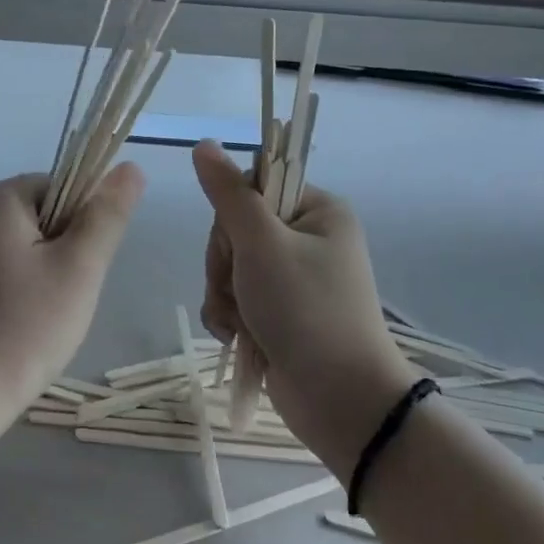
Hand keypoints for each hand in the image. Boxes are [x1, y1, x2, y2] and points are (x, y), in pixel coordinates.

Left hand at [0, 166, 143, 431]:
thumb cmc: (23, 330)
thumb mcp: (79, 269)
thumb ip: (107, 214)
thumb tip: (130, 167)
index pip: (60, 187)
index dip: (82, 226)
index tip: (80, 271)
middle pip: (38, 214)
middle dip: (61, 252)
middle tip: (62, 300)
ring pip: (19, 245)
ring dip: (41, 273)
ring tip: (40, 318)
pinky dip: (15, 289)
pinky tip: (16, 326)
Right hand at [192, 141, 414, 475]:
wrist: (339, 400)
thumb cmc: (306, 310)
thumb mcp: (262, 244)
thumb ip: (228, 194)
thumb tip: (204, 144)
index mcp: (318, 211)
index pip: (253, 186)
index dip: (231, 214)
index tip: (236, 242)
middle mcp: (308, 239)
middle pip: (236, 229)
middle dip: (225, 263)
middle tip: (238, 287)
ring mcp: (293, 279)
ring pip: (230, 266)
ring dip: (223, 293)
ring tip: (239, 320)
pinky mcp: (279, 312)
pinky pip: (235, 297)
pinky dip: (229, 315)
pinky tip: (236, 335)